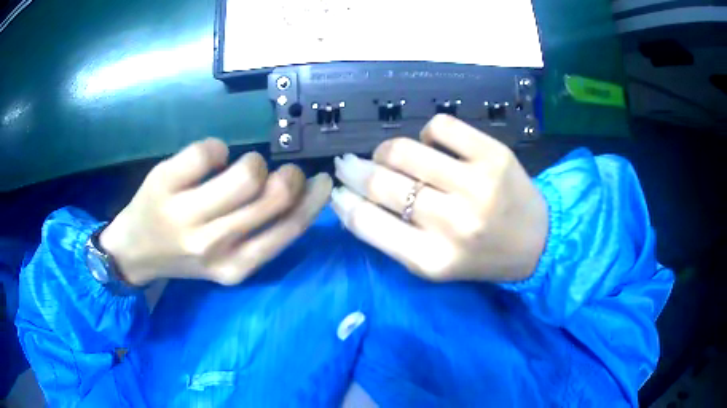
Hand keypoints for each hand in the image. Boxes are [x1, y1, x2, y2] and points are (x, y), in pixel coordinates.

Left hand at [99, 138, 331, 285]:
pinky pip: (209, 150)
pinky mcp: (164, 182)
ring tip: (238, 167)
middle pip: (272, 195)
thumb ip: (261, 234)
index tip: (321, 180)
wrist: (134, 251)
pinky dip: (216, 148)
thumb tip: (298, 192)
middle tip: (280, 171)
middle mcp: (212, 245)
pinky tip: (207, 161)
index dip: (312, 200)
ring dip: (252, 161)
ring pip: (245, 172)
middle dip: (287, 175)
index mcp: (234, 266)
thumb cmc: (184, 253)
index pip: (288, 229)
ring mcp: (185, 214)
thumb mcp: (227, 259)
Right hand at [331, 115, 547, 282]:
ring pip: (404, 150)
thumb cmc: (479, 257)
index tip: (336, 190)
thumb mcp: (431, 264)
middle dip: (353, 170)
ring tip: (391, 158)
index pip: (367, 223)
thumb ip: (389, 238)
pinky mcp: (494, 155)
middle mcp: (452, 222)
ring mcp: (476, 184)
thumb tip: (349, 200)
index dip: (343, 202)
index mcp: (432, 259)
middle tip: (348, 164)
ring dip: (387, 151)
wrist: (536, 241)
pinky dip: (427, 133)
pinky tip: (434, 147)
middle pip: (380, 182)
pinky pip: (439, 126)